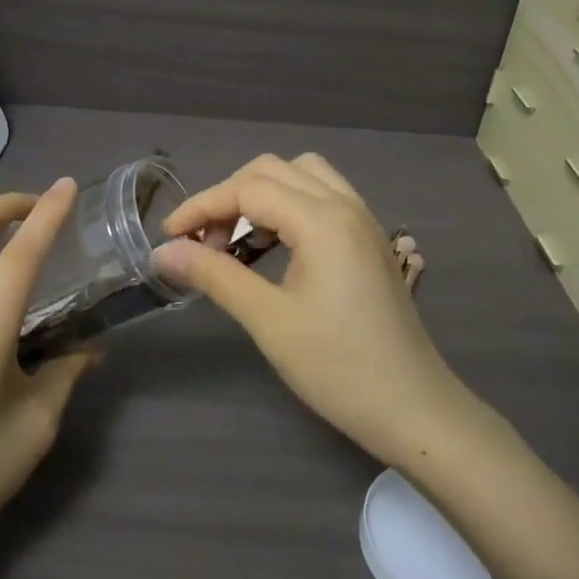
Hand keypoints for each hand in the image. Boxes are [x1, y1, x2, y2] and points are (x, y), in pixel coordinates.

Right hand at [154, 155, 473, 470]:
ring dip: (261, 195)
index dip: (202, 206)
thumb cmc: (338, 368)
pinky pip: (322, 197)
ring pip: (302, 176)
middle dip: (229, 196)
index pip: (248, 189)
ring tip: (236, 240)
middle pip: (273, 170)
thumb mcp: (269, 321)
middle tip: (204, 242)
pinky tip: (274, 246)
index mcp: (323, 221)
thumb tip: (163, 252)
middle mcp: (346, 206)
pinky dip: (288, 206)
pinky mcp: (370, 240)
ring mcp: (363, 221)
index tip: (169, 237)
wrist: (414, 409)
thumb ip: (216, 276)